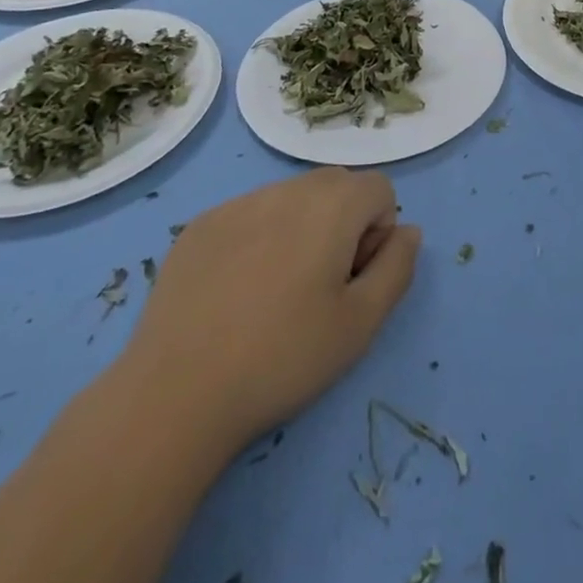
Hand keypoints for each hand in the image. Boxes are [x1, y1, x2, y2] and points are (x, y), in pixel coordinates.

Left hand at [114, 168, 420, 464]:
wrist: (174, 395)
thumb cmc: (282, 357)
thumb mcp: (362, 323)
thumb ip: (398, 267)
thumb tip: (408, 231)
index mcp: (333, 203)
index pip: (380, 190)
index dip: (377, 234)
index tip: (352, 281)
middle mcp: (288, 187)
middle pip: (337, 187)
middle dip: (342, 225)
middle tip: (319, 288)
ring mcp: (238, 203)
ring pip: (291, 200)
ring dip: (299, 230)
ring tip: (273, 294)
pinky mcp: (200, 226)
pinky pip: (248, 216)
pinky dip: (256, 240)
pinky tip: (234, 295)